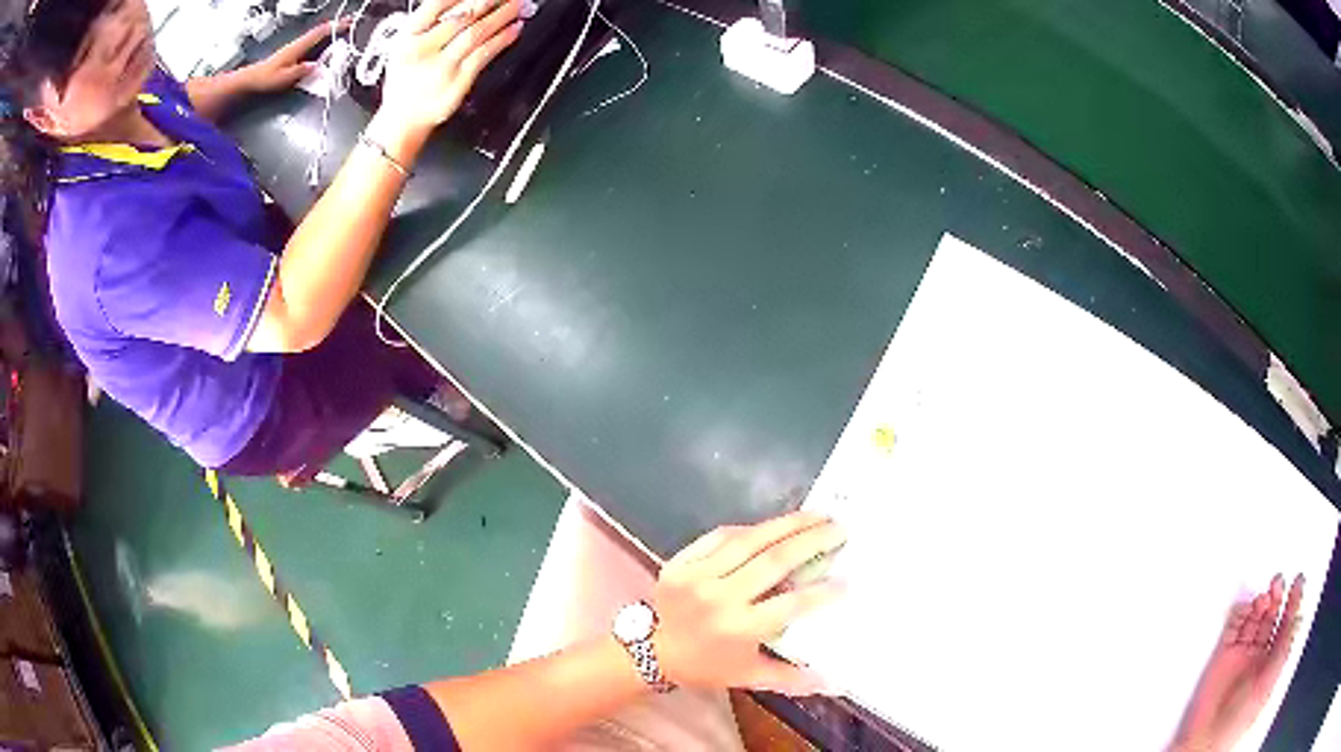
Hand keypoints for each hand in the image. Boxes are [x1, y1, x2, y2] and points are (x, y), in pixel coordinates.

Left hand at [246, 20, 347, 93]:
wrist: (253, 79)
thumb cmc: (266, 79)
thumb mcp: (283, 78)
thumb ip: (299, 72)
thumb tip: (315, 66)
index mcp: (297, 48)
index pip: (318, 34)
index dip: (333, 28)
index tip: (347, 23)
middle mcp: (298, 44)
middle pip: (319, 32)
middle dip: (335, 26)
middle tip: (349, 21)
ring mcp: (296, 47)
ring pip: (316, 35)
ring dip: (329, 30)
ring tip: (341, 27)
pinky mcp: (294, 52)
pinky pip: (312, 41)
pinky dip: (322, 37)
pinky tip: (326, 39)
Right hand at [379, 0, 522, 134]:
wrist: (402, 119)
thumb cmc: (406, 78)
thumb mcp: (406, 45)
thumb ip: (432, 23)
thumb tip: (466, 3)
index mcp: (407, 37)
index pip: (435, 5)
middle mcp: (422, 50)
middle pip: (463, 17)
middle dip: (490, 1)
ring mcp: (441, 67)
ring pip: (477, 33)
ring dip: (502, 16)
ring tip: (518, 5)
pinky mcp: (458, 82)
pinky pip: (484, 55)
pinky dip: (503, 38)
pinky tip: (515, 28)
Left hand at [651, 511, 845, 695]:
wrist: (649, 651)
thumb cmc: (706, 665)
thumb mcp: (748, 676)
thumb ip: (791, 678)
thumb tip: (834, 683)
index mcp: (740, 628)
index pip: (791, 605)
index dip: (822, 591)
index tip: (847, 579)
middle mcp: (721, 598)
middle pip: (774, 562)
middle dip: (811, 541)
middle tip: (839, 529)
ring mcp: (698, 576)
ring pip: (749, 541)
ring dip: (786, 524)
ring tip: (815, 515)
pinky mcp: (680, 561)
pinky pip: (718, 536)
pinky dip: (748, 528)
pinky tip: (771, 525)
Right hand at [1171, 575, 1303, 751]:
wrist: (1207, 737)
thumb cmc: (1239, 718)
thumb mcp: (1271, 677)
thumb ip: (1285, 643)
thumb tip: (1297, 610)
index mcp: (1271, 662)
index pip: (1286, 624)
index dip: (1294, 601)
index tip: (1299, 580)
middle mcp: (1257, 657)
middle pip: (1271, 617)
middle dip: (1277, 596)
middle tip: (1279, 583)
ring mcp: (1239, 657)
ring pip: (1254, 618)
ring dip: (1261, 602)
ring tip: (1264, 597)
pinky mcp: (1221, 656)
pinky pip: (1232, 626)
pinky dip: (1240, 610)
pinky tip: (1247, 604)